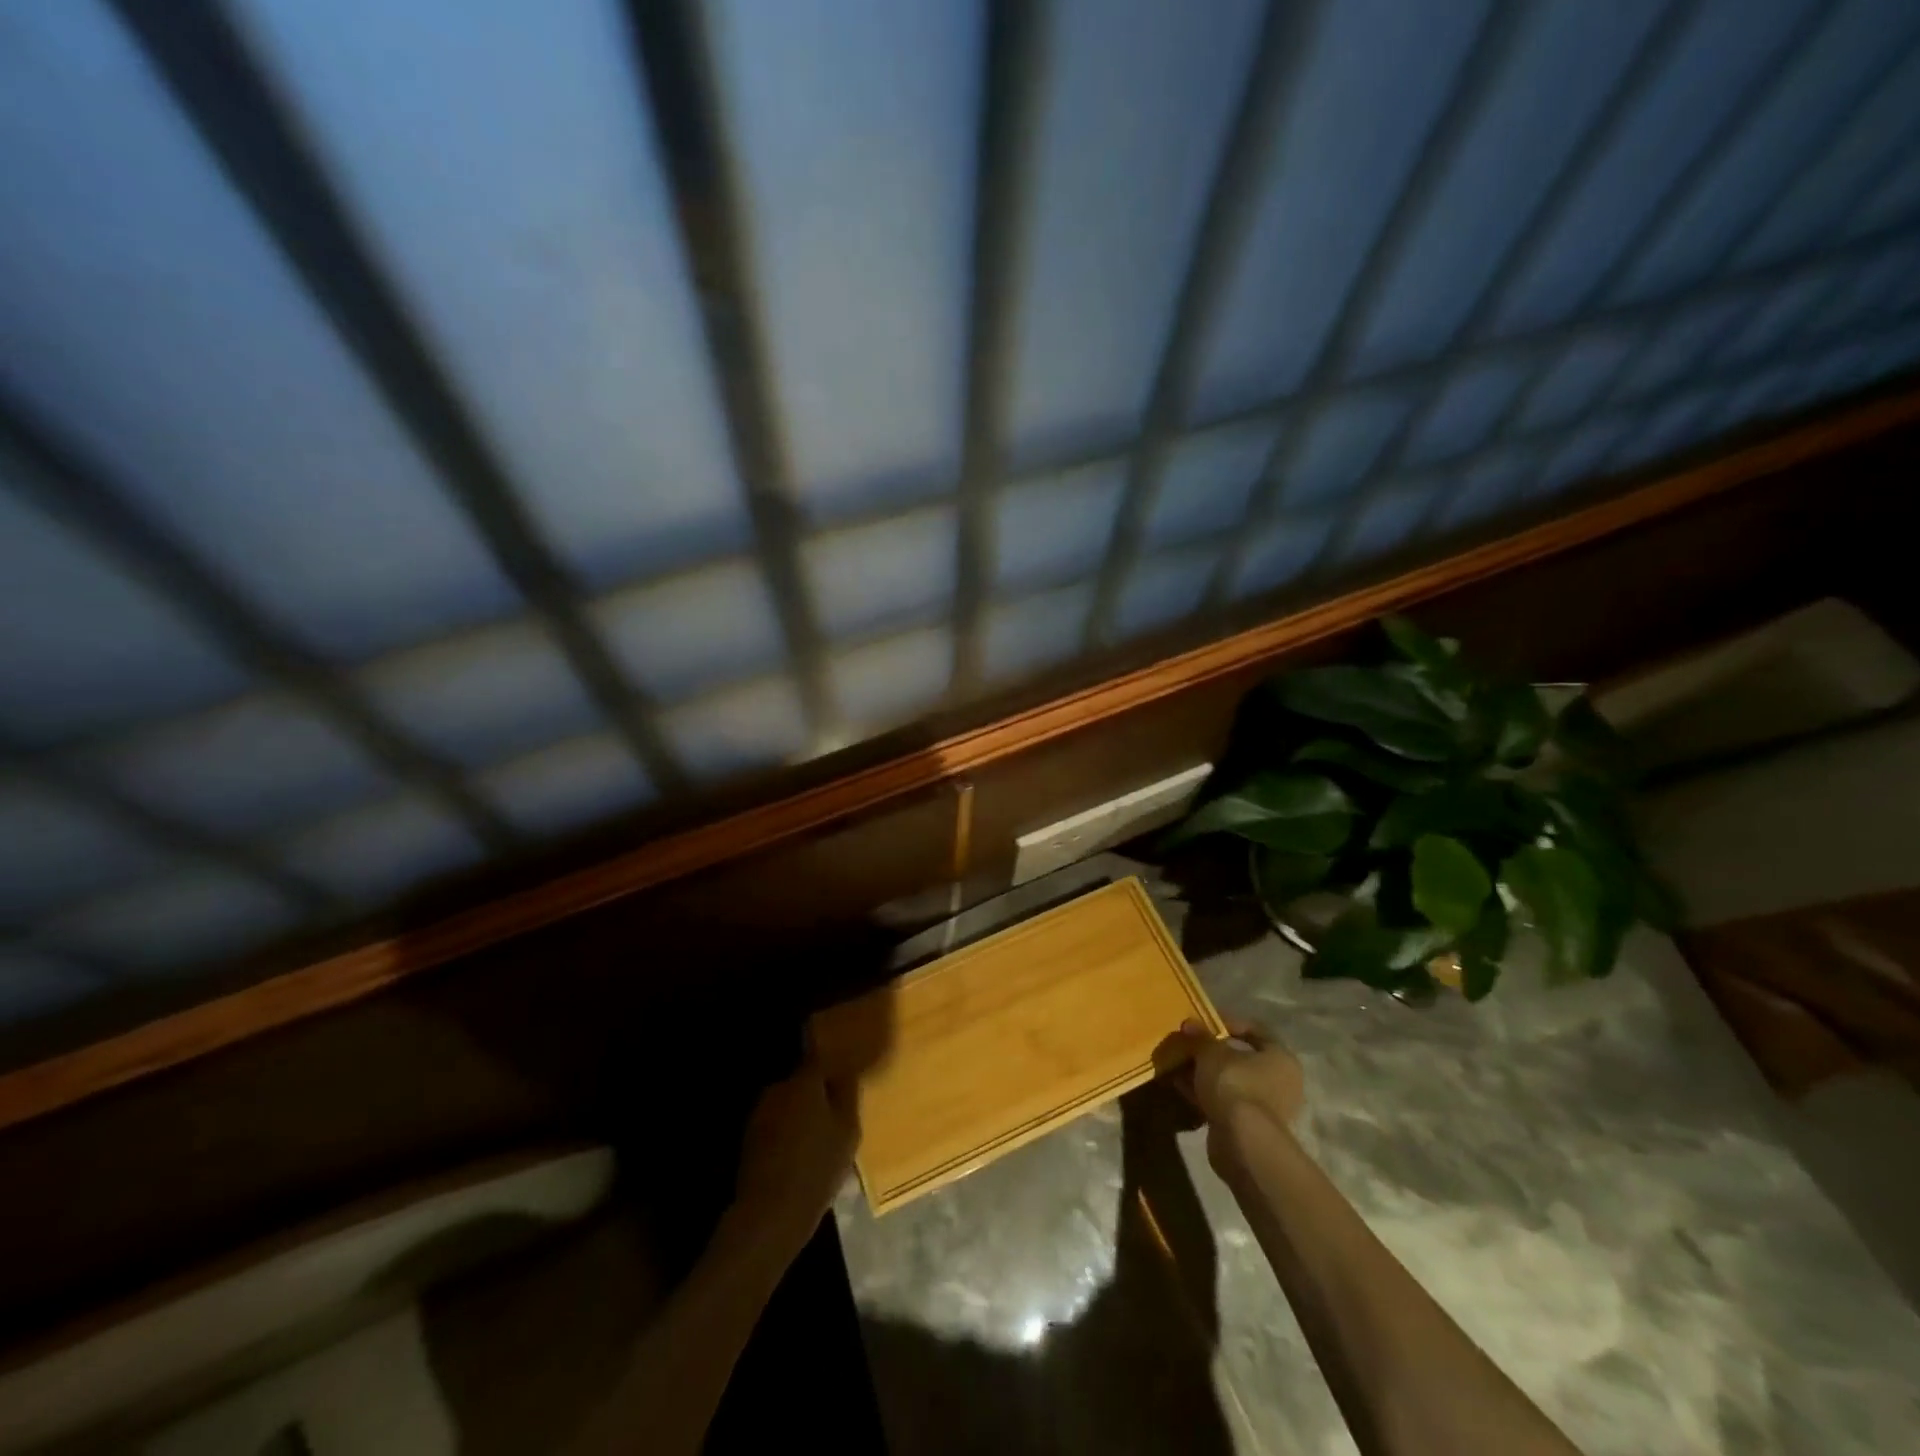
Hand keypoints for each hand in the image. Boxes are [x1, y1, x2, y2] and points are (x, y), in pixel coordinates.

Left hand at [729, 1055, 856, 1255]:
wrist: (771, 1213)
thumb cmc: (818, 1166)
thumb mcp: (848, 1130)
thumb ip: (847, 1094)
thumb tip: (845, 1069)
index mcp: (804, 1081)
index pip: (820, 1059)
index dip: (832, 1067)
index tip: (843, 1077)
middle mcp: (778, 1088)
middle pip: (802, 1082)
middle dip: (816, 1093)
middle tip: (833, 1114)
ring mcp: (760, 1113)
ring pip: (788, 1104)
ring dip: (800, 1114)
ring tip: (817, 1137)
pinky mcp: (749, 1138)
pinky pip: (776, 1125)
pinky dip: (787, 1132)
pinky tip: (797, 1153)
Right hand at [1157, 1020, 1304, 1170]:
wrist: (1243, 1142)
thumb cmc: (1235, 1084)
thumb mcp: (1211, 1052)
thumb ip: (1200, 1036)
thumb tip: (1189, 1024)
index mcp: (1280, 1057)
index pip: (1255, 1030)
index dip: (1228, 1022)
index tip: (1203, 1022)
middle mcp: (1279, 1081)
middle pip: (1241, 1058)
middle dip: (1211, 1051)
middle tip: (1188, 1045)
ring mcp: (1265, 1107)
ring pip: (1229, 1081)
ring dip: (1205, 1073)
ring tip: (1178, 1064)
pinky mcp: (1248, 1127)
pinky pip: (1223, 1101)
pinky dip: (1204, 1093)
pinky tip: (1180, 1086)